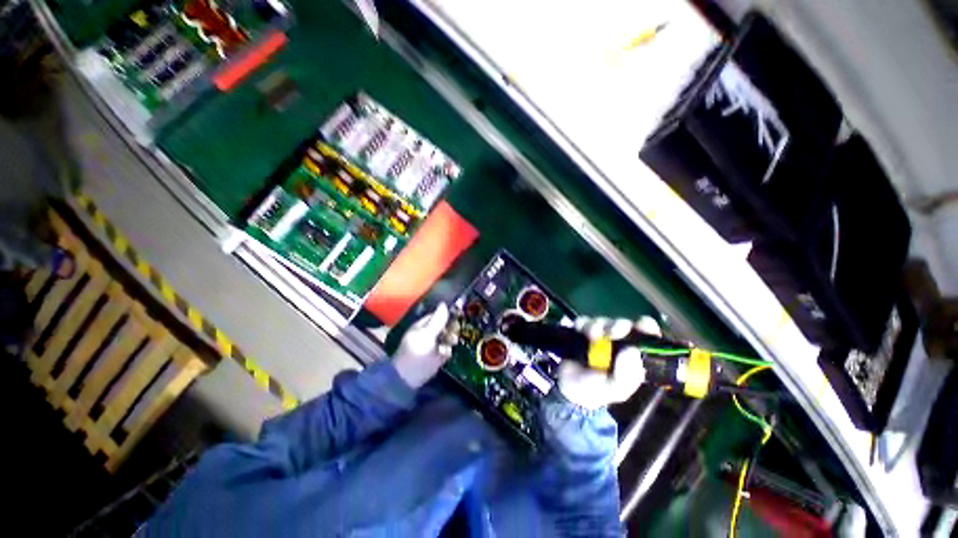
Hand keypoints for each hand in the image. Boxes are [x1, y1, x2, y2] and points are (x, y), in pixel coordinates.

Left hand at [393, 304, 452, 388]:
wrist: (407, 380)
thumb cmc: (415, 354)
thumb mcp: (427, 336)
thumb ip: (437, 321)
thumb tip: (444, 304)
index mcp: (423, 326)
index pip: (438, 315)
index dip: (448, 314)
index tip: (458, 316)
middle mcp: (429, 333)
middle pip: (445, 326)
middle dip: (451, 329)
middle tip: (452, 334)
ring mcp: (433, 345)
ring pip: (448, 337)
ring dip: (451, 340)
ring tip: (449, 345)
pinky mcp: (437, 357)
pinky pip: (447, 350)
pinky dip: (448, 350)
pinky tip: (447, 354)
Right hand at [557, 316, 661, 409]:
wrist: (565, 388)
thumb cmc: (596, 390)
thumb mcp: (615, 389)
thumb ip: (627, 375)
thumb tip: (632, 350)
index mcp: (633, 356)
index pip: (647, 336)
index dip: (646, 327)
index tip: (641, 326)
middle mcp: (618, 343)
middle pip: (623, 324)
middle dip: (618, 325)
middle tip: (611, 332)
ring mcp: (599, 336)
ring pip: (603, 321)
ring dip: (597, 326)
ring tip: (591, 336)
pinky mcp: (581, 331)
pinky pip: (583, 321)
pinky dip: (582, 324)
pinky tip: (580, 333)